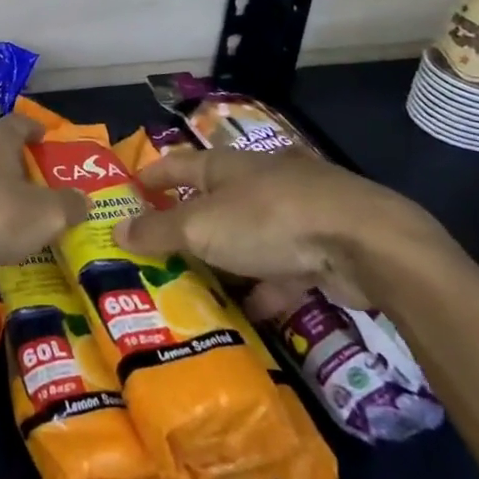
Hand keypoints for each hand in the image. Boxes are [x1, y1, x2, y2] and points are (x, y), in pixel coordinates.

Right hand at [114, 145, 452, 315]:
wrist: (363, 241)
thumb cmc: (268, 220)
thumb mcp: (202, 228)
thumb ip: (159, 232)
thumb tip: (115, 229)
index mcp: (223, 166)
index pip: (175, 165)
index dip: (149, 178)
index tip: (127, 196)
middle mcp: (255, 182)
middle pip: (212, 201)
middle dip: (187, 226)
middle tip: (157, 253)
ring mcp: (291, 212)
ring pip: (246, 236)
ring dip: (226, 259)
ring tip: (198, 288)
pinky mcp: (320, 246)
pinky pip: (281, 266)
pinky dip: (265, 286)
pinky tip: (252, 313)